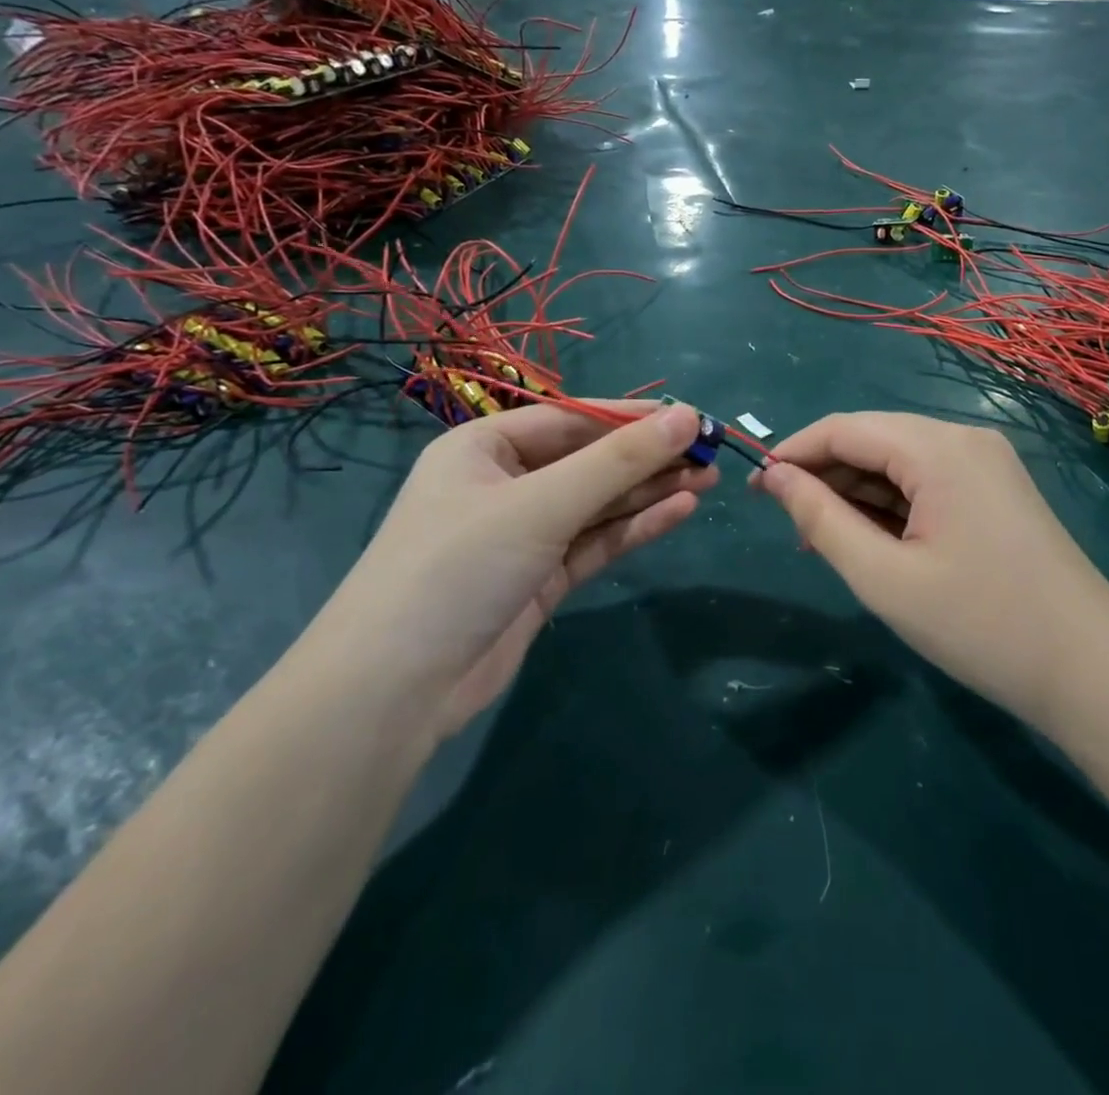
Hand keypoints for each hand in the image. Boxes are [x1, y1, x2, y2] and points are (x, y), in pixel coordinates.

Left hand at [309, 402, 716, 738]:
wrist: (396, 691)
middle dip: (648, 458)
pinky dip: (634, 527)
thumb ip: (618, 462)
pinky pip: (595, 542)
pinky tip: (679, 512)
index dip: (631, 418)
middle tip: (711, 453)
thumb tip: (687, 417)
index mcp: (484, 449)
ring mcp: (523, 536)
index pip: (570, 420)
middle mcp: (503, 485)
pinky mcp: (540, 580)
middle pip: (588, 462)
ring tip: (708, 480)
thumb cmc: (460, 566)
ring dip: (649, 492)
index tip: (690, 417)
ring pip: (597, 504)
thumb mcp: (542, 504)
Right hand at [755, 413, 1108, 730]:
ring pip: (899, 463)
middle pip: (873, 440)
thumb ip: (821, 520)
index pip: (845, 428)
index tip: (755, 487)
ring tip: (821, 541)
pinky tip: (870, 540)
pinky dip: (892, 506)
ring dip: (856, 495)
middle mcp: (964, 439)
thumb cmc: (981, 625)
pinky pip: (927, 483)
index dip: (793, 453)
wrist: (1093, 672)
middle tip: (787, 525)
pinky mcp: (997, 491)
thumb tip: (775, 478)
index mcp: (938, 447)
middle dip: (825, 476)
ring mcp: (986, 464)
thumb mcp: (884, 577)